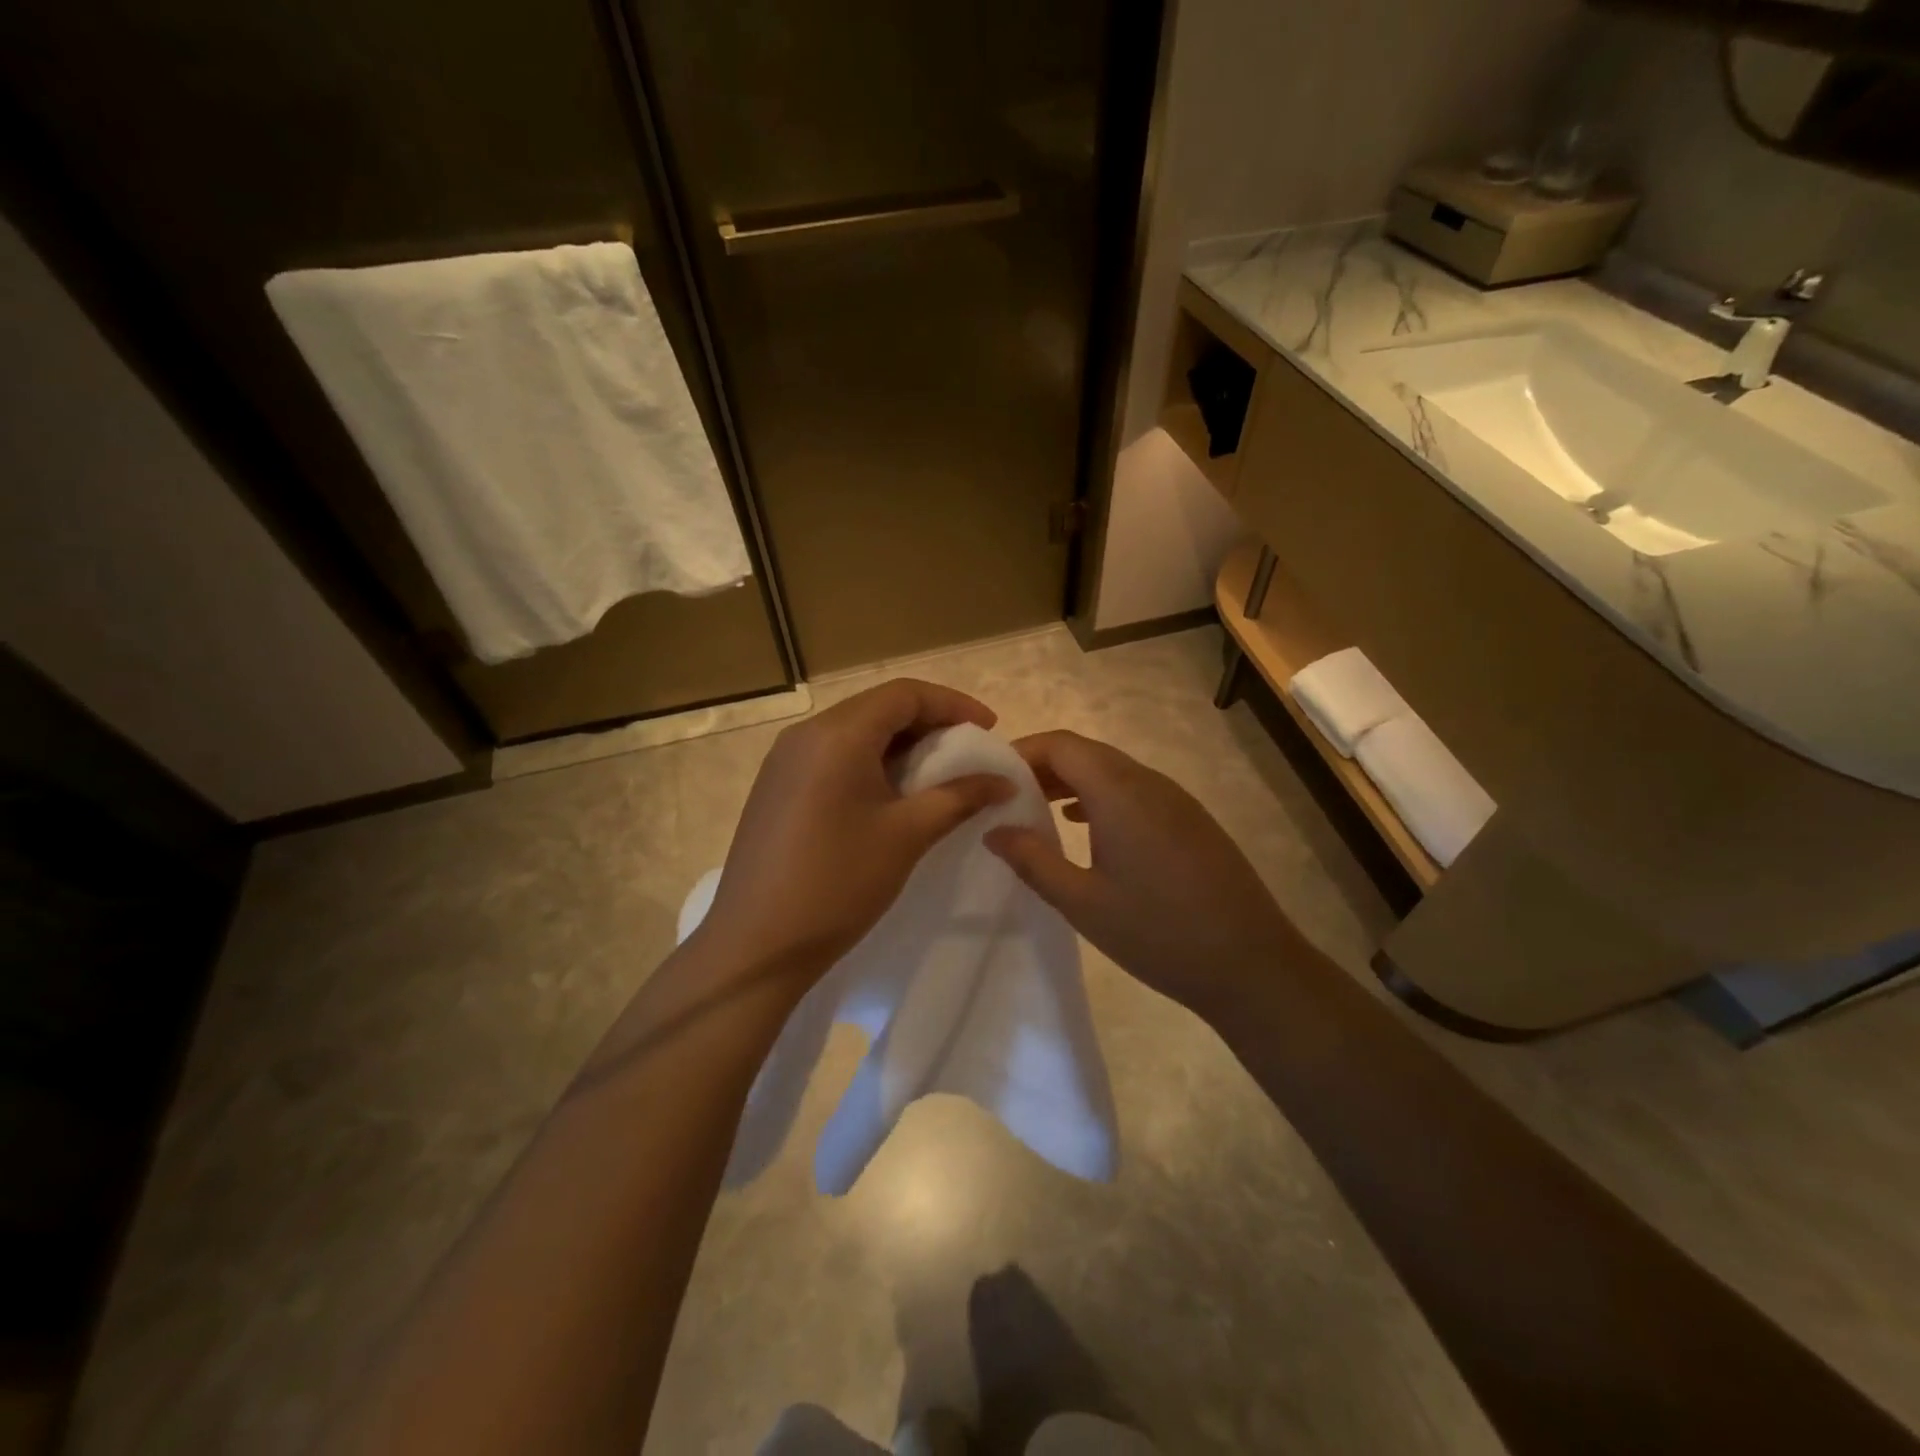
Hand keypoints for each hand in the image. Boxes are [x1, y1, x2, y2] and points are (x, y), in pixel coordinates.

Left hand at [694, 678, 1014, 986]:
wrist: (757, 944)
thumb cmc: (839, 882)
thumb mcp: (908, 835)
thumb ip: (959, 797)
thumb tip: (1003, 781)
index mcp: (838, 734)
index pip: (904, 694)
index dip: (952, 704)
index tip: (989, 730)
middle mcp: (806, 734)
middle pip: (877, 707)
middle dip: (928, 722)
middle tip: (966, 751)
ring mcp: (784, 761)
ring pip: (854, 732)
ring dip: (898, 744)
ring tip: (935, 773)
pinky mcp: (775, 787)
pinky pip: (831, 756)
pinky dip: (869, 761)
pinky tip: (889, 795)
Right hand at [983, 730, 1306, 1024]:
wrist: (1251, 965)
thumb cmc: (1158, 933)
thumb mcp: (1082, 903)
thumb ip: (1032, 860)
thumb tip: (995, 829)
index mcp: (1120, 793)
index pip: (1062, 745)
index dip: (1023, 751)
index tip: (992, 777)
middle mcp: (1150, 783)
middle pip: (1087, 752)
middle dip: (1043, 765)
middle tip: (1007, 795)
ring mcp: (1176, 800)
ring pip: (1113, 770)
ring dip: (1073, 781)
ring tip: (1037, 809)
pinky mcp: (1191, 820)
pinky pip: (1136, 790)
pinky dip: (1101, 796)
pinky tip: (1085, 826)